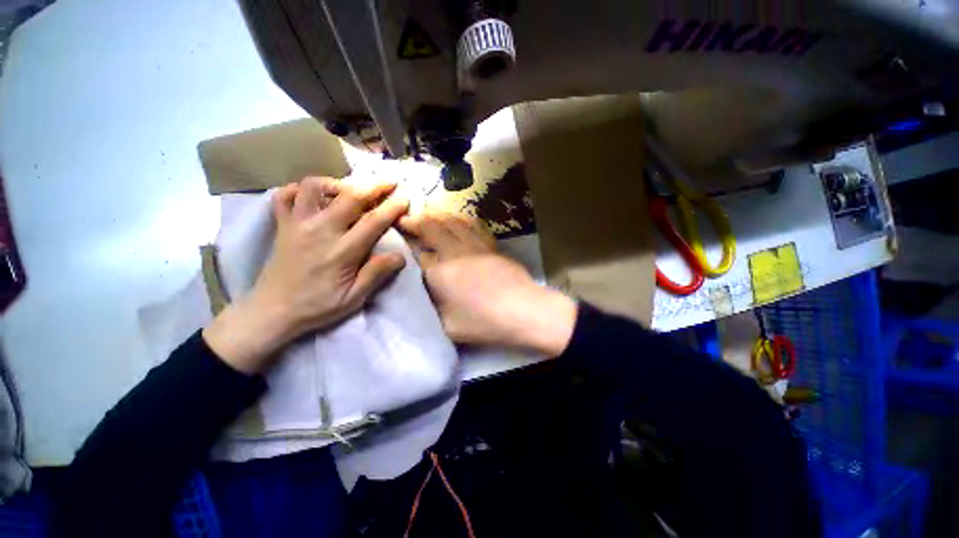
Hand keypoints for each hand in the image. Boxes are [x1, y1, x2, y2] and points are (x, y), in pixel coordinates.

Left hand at [204, 177, 408, 372]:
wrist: (272, 311)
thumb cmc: (317, 306)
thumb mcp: (354, 298)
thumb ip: (376, 274)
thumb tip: (400, 256)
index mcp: (342, 251)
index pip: (373, 221)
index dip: (392, 207)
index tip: (405, 197)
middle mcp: (320, 230)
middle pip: (350, 196)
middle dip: (374, 185)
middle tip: (389, 182)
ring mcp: (297, 224)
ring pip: (314, 187)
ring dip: (337, 182)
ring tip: (351, 190)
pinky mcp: (282, 225)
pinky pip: (285, 195)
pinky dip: (299, 189)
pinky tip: (314, 196)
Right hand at [399, 212, 576, 356]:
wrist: (522, 310)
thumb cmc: (484, 322)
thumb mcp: (449, 325)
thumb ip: (434, 305)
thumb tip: (428, 291)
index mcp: (440, 273)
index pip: (418, 254)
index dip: (408, 245)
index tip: (401, 240)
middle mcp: (454, 253)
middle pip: (432, 228)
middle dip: (417, 221)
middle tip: (408, 219)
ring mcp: (475, 246)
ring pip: (452, 221)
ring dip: (437, 215)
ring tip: (428, 212)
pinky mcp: (491, 245)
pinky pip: (473, 225)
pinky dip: (460, 218)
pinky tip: (458, 218)